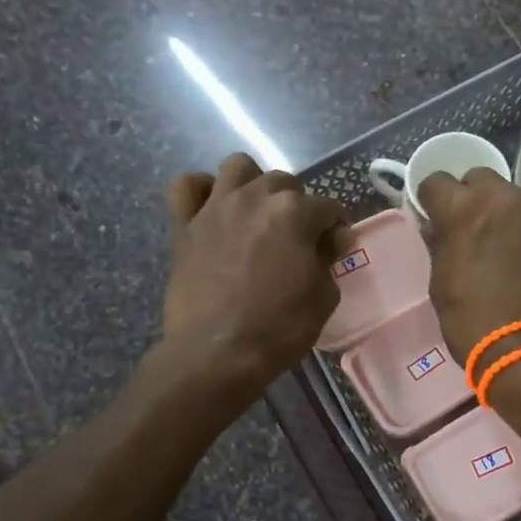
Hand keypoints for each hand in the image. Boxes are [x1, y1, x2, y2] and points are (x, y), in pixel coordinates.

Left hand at [161, 154, 346, 390]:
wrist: (217, 353)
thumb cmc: (279, 328)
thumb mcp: (324, 297)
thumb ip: (329, 259)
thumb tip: (332, 239)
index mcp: (294, 213)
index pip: (327, 207)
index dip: (336, 228)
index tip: (335, 248)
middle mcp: (255, 198)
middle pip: (284, 183)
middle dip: (297, 205)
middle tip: (297, 238)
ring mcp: (215, 207)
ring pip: (237, 167)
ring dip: (253, 184)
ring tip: (257, 213)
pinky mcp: (185, 225)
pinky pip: (187, 186)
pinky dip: (201, 191)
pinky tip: (212, 209)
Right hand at [417, 168, 520, 365]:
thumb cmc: (474, 321)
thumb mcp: (440, 284)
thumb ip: (439, 244)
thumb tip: (437, 227)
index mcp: (464, 209)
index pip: (437, 181)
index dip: (431, 200)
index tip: (433, 218)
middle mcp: (504, 199)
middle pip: (479, 179)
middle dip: (469, 197)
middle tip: (468, 230)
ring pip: (511, 198)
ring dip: (500, 213)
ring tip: (500, 248)